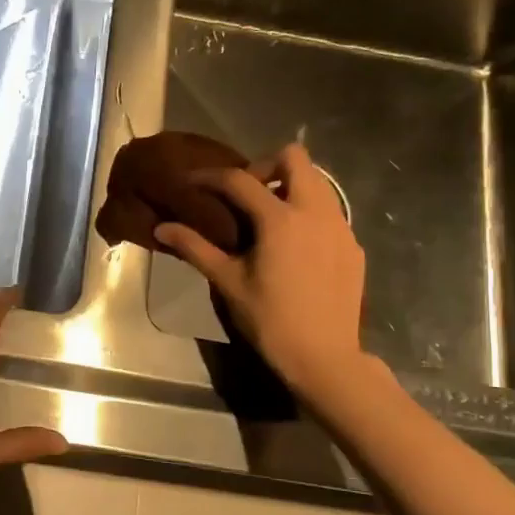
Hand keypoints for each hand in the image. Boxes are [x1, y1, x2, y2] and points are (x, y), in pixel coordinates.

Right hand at [154, 143, 374, 402]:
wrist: (324, 357)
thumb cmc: (270, 320)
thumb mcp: (228, 282)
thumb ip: (195, 248)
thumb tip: (162, 228)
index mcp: (280, 219)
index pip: (239, 180)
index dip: (210, 176)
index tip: (191, 182)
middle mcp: (315, 212)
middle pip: (294, 157)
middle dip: (264, 165)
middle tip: (244, 193)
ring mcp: (341, 227)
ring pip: (318, 181)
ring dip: (290, 185)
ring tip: (268, 215)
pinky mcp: (353, 245)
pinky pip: (330, 211)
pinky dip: (308, 212)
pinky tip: (294, 244)